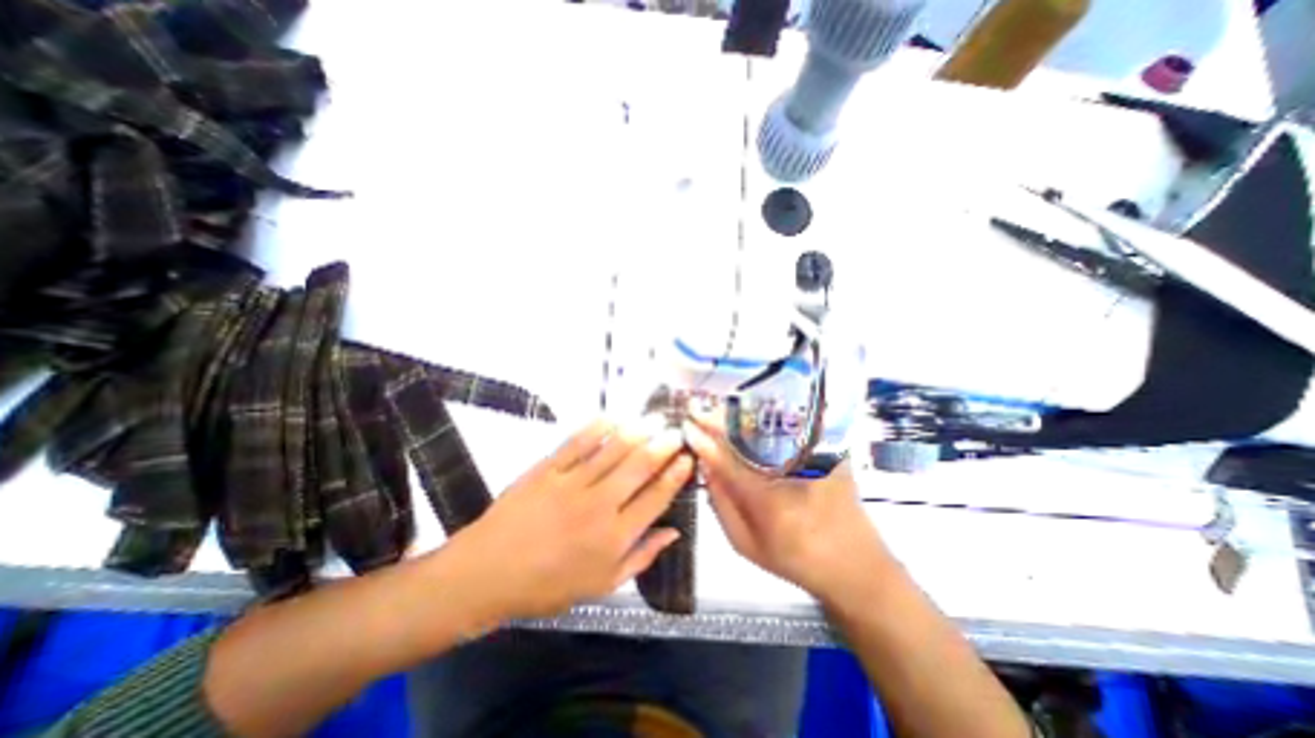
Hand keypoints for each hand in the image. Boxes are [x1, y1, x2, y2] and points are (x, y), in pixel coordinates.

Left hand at [447, 419, 691, 617]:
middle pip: (640, 466)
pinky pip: (578, 442)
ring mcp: (572, 483)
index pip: (656, 497)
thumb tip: (673, 531)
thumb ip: (642, 557)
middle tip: (677, 431)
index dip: (676, 475)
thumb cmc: (548, 586)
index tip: (687, 458)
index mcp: (615, 537)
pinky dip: (598, 427)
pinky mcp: (548, 469)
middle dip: (664, 445)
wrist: (487, 574)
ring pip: (614, 449)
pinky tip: (614, 417)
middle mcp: (599, 505)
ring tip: (653, 420)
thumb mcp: (602, 585)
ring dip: (638, 431)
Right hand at [683, 411, 886, 601]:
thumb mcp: (748, 545)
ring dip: (741, 415)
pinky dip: (766, 417)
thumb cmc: (796, 560)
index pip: (728, 462)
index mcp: (771, 502)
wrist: (856, 565)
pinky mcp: (830, 450)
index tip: (687, 426)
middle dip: (720, 418)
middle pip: (750, 433)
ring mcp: (816, 457)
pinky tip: (750, 418)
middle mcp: (794, 472)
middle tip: (699, 412)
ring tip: (718, 412)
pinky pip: (791, 425)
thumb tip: (705, 466)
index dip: (704, 441)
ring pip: (770, 424)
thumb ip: (721, 505)